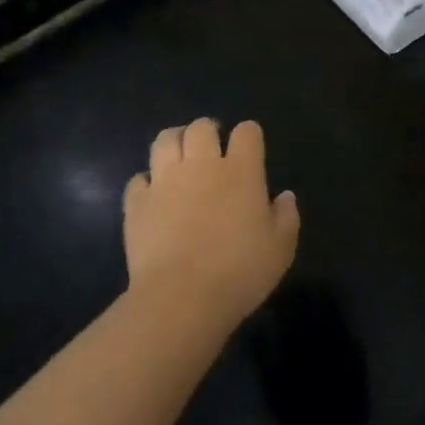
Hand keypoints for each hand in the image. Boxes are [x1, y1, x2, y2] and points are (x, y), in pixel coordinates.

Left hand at [123, 119, 299, 326]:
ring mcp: (165, 181)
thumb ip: (286, 217)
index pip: (247, 133)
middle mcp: (202, 165)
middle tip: (212, 149)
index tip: (250, 148)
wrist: (181, 297)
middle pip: (202, 128)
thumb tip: (285, 196)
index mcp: (241, 171)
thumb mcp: (280, 249)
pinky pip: (139, 179)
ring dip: (175, 141)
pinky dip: (147, 182)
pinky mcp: (137, 203)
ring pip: (165, 140)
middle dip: (208, 131)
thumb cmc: (240, 272)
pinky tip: (153, 194)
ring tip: (179, 155)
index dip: (249, 135)